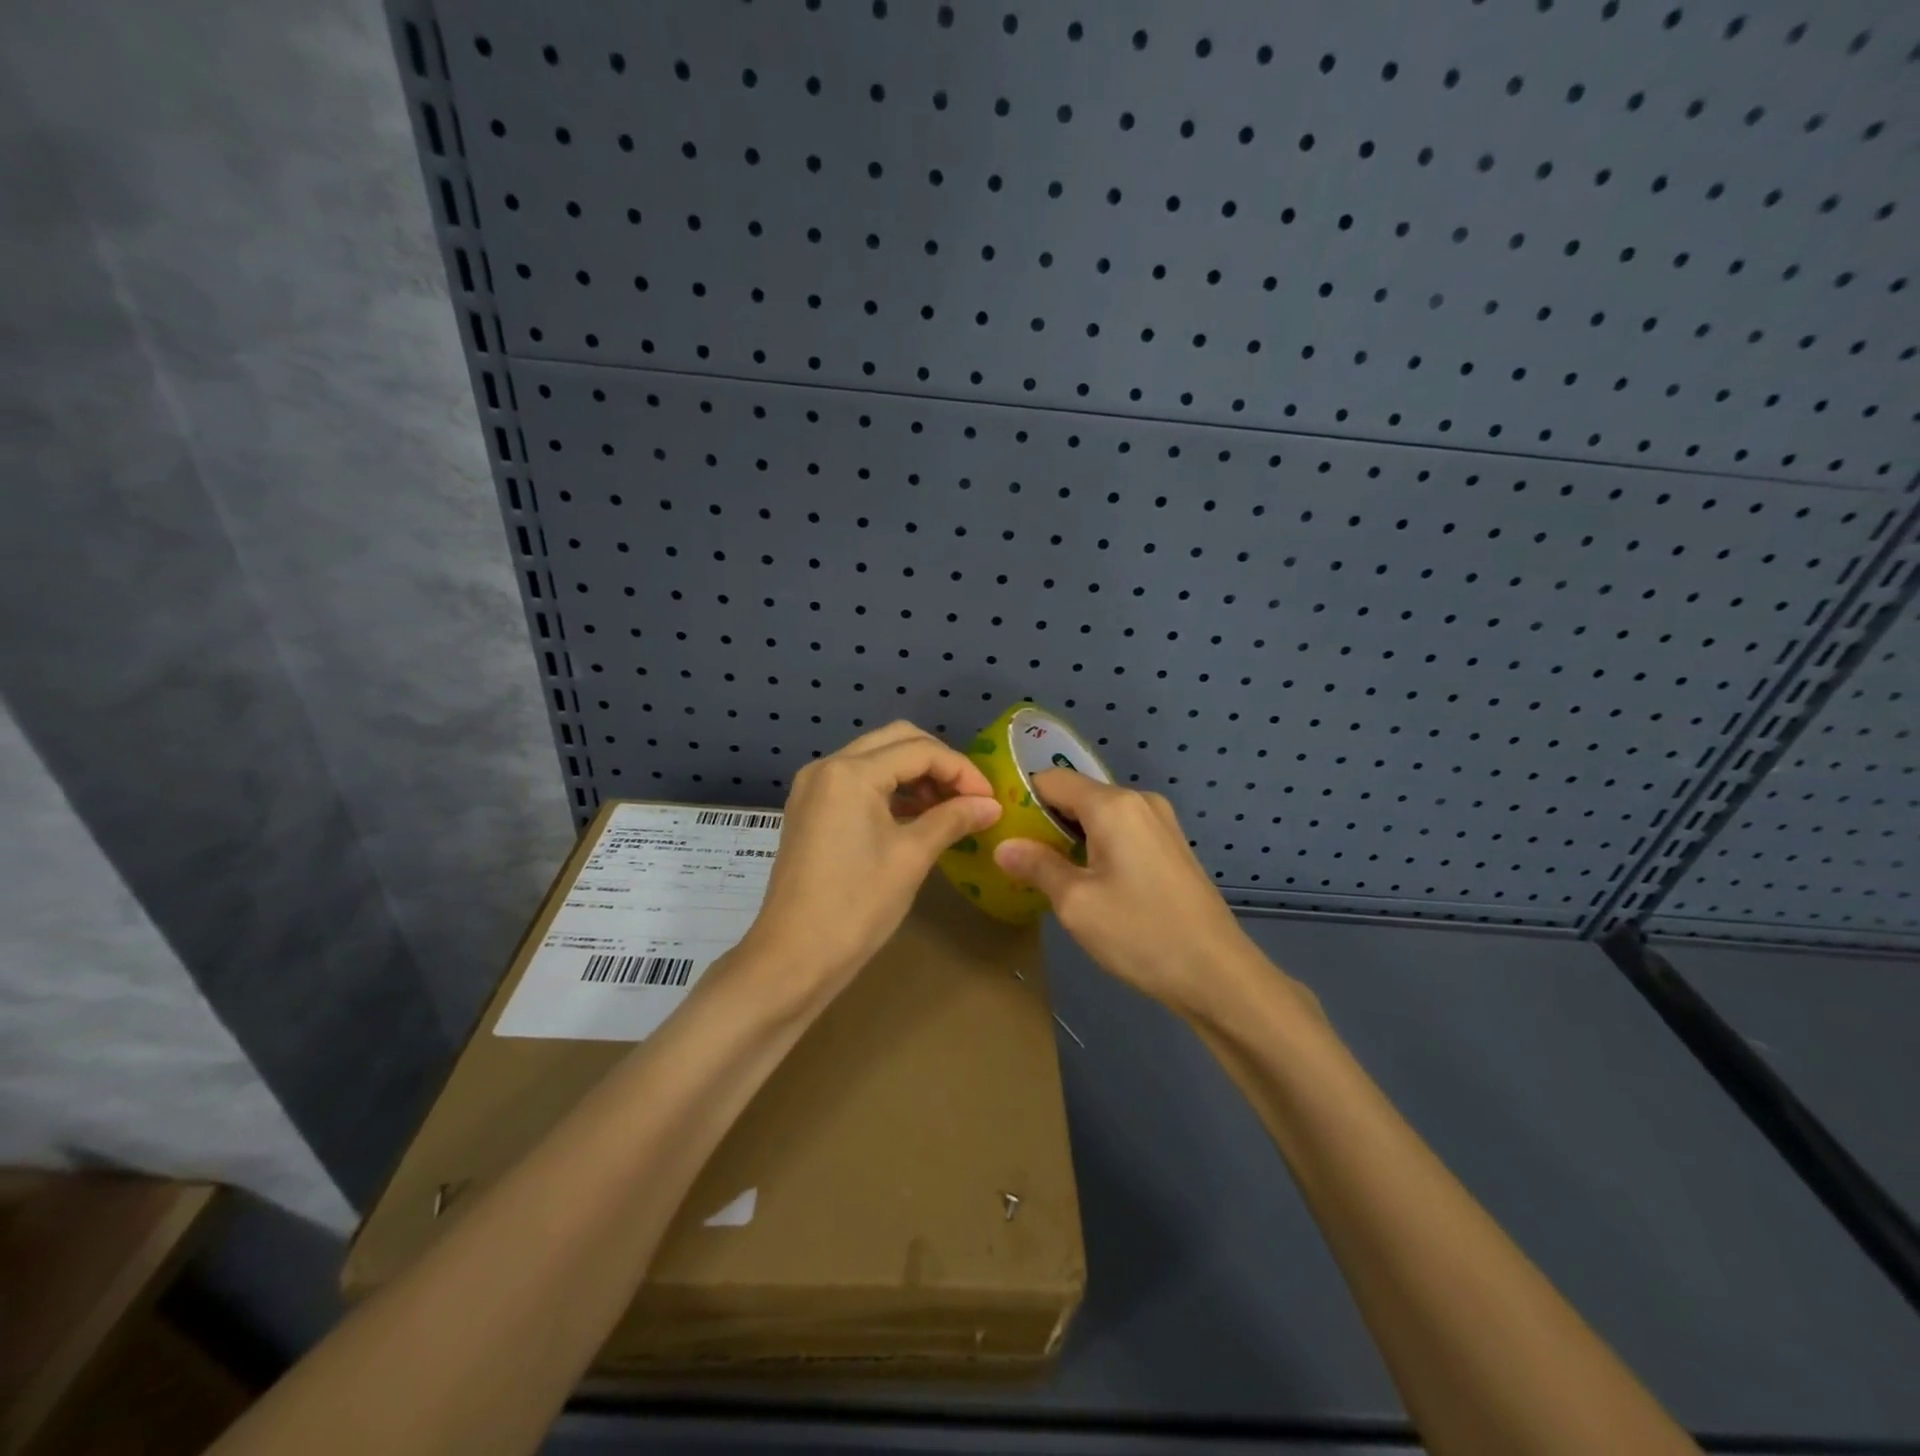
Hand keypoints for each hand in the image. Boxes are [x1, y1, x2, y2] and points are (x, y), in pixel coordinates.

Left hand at [741, 722, 1002, 996]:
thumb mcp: (912, 857)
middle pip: (896, 740)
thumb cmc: (856, 906)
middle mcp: (827, 766)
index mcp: (850, 772)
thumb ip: (953, 819)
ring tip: (948, 808)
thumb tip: (992, 805)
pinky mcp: (809, 808)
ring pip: (876, 758)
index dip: (962, 770)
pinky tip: (916, 816)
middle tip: (970, 796)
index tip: (990, 799)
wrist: (793, 958)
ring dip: (915, 774)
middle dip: (939, 763)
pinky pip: (858, 781)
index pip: (920, 751)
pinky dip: (890, 789)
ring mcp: (814, 787)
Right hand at [992, 771, 1264, 1019]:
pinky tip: (1085, 879)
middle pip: (1077, 795)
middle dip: (1044, 819)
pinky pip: (1121, 831)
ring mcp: (1161, 823)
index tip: (998, 826)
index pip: (1053, 780)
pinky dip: (1096, 845)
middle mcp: (1140, 801)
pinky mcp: (1171, 847)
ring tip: (1043, 869)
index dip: (1021, 798)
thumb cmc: (1141, 933)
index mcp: (1114, 805)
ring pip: (1099, 815)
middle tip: (1015, 853)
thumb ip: (1037, 866)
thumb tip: (1004, 846)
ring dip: (1070, 835)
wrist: (1218, 974)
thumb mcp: (1076, 903)